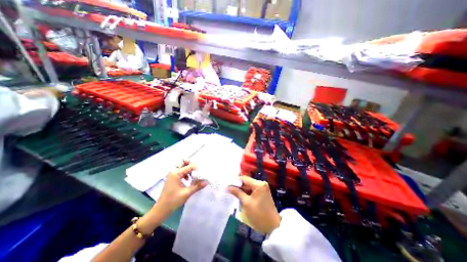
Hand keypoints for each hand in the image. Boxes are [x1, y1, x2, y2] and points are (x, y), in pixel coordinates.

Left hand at [154, 162, 205, 214]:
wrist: (161, 210)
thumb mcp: (186, 193)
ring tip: (194, 175)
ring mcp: (172, 174)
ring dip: (189, 169)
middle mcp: (173, 171)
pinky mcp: (172, 178)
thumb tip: (207, 181)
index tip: (201, 174)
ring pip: (183, 166)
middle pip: (184, 162)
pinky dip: (186, 173)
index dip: (196, 168)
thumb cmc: (173, 201)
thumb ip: (197, 186)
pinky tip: (188, 179)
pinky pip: (181, 171)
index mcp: (176, 173)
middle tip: (198, 171)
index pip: (189, 166)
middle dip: (192, 165)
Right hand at [227, 177, 277, 233]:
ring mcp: (262, 188)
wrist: (272, 227)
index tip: (227, 184)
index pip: (244, 179)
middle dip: (238, 186)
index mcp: (259, 184)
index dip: (235, 181)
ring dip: (241, 190)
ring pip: (248, 186)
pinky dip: (246, 193)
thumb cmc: (259, 215)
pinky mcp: (262, 193)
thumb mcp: (246, 203)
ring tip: (231, 193)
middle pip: (246, 182)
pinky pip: (252, 190)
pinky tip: (239, 197)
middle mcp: (261, 184)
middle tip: (228, 189)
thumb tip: (228, 187)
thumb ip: (237, 193)